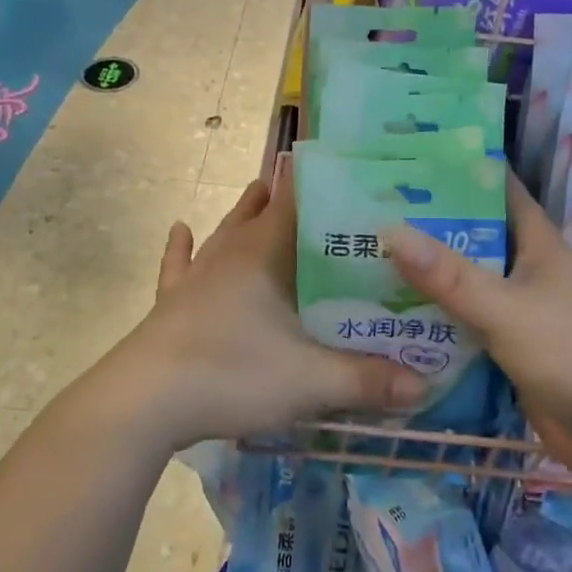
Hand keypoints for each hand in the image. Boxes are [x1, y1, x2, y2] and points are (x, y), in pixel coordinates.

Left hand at [110, 170, 425, 451]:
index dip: (323, 180)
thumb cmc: (230, 374)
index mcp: (265, 254)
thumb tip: (427, 383)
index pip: (298, 199)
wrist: (144, 402)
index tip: (352, 169)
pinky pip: (178, 266)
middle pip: (263, 211)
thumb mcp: (311, 381)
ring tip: (262, 188)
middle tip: (325, 191)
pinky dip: (181, 248)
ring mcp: (197, 277)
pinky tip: (181, 229)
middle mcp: (231, 253)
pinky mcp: (172, 303)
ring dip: (246, 212)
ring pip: (226, 231)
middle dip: (291, 196)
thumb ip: (369, 380)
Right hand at [383, 173, 571, 490]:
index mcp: (539, 246)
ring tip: (368, 259)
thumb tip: (389, 230)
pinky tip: (393, 319)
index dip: (462, 172)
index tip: (411, 159)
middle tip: (370, 211)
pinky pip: (467, 330)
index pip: (500, 193)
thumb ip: (450, 276)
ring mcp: (521, 316)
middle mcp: (529, 274)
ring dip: (428, 278)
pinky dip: (437, 323)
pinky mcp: (512, 355)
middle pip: (475, 240)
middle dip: (429, 227)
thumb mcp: (509, 310)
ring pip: (467, 287)